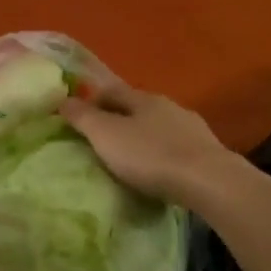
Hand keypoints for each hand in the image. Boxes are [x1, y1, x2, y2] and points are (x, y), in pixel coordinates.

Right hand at [60, 84, 242, 209]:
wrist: (207, 180)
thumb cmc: (149, 155)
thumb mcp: (105, 135)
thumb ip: (83, 117)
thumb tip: (63, 99)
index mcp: (142, 98)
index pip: (112, 90)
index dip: (93, 100)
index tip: (79, 116)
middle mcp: (168, 106)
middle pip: (137, 107)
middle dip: (119, 118)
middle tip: (101, 138)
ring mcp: (191, 127)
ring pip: (159, 126)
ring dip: (143, 135)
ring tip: (130, 156)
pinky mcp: (206, 151)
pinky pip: (176, 146)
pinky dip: (162, 152)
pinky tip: (159, 168)